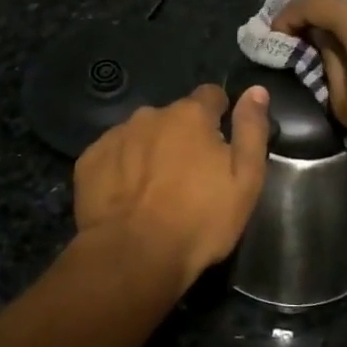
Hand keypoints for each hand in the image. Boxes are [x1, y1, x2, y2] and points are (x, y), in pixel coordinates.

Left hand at [72, 84, 271, 294]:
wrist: (134, 255)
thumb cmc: (200, 219)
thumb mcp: (245, 179)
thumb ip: (252, 129)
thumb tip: (256, 90)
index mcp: (191, 115)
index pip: (211, 96)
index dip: (219, 115)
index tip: (221, 143)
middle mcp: (150, 114)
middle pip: (173, 118)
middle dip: (182, 137)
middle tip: (189, 176)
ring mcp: (116, 136)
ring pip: (141, 135)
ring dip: (151, 152)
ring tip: (155, 190)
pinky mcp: (90, 160)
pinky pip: (113, 155)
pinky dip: (122, 169)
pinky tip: (127, 197)